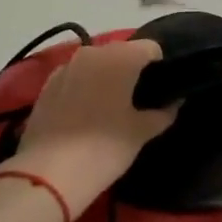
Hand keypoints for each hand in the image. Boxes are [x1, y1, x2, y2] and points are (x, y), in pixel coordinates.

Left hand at [0, 40, 175, 219]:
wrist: (48, 173)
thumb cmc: (104, 148)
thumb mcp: (141, 133)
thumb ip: (162, 113)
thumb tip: (174, 103)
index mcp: (122, 57)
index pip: (151, 48)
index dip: (159, 66)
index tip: (160, 90)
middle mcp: (93, 52)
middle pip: (122, 52)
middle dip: (131, 70)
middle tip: (137, 101)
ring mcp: (66, 66)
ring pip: (96, 63)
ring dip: (106, 77)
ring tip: (110, 107)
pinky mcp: (47, 85)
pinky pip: (75, 77)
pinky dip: (83, 87)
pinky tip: (84, 114)